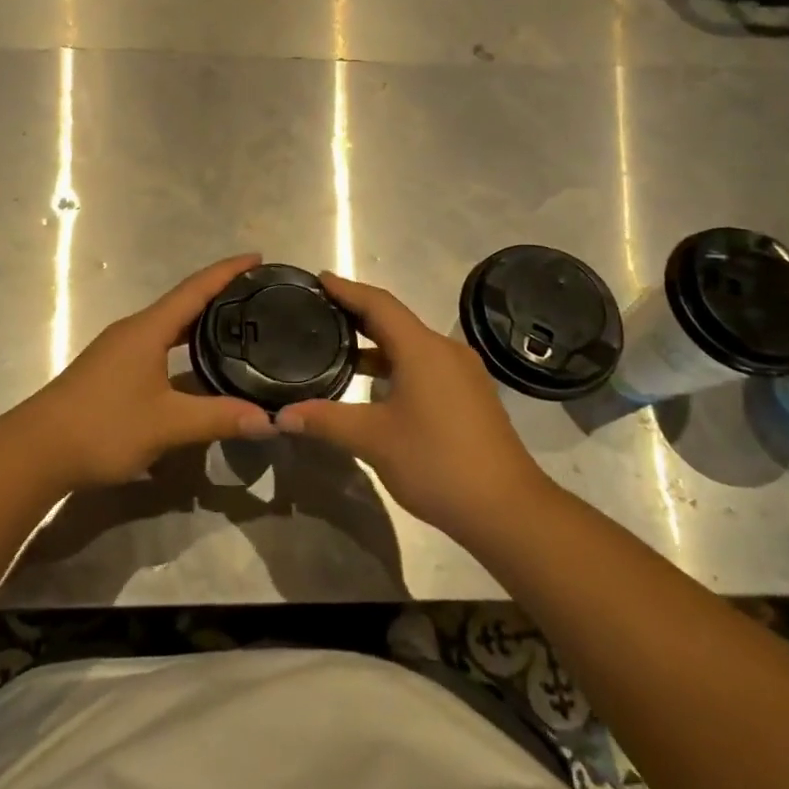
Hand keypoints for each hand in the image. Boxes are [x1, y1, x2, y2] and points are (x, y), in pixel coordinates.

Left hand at [12, 253, 277, 489]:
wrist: (37, 450)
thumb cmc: (103, 426)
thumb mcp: (167, 424)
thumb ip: (218, 418)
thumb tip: (271, 420)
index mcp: (147, 329)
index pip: (195, 289)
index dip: (227, 271)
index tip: (257, 257)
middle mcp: (133, 330)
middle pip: (183, 303)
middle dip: (219, 295)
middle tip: (257, 296)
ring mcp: (119, 349)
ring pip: (168, 326)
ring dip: (200, 322)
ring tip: (236, 326)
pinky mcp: (111, 370)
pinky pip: (157, 345)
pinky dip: (182, 345)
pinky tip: (196, 366)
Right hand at [279, 272, 553, 544]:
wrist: (507, 509)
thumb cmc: (437, 462)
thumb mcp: (373, 440)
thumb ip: (325, 420)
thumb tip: (281, 416)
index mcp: (422, 349)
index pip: (378, 303)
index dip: (346, 289)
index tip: (318, 279)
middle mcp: (445, 350)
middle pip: (395, 320)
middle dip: (357, 314)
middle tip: (320, 311)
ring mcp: (462, 373)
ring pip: (411, 345)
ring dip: (376, 343)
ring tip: (339, 348)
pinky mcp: (470, 395)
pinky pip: (425, 364)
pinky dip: (396, 364)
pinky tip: (375, 385)